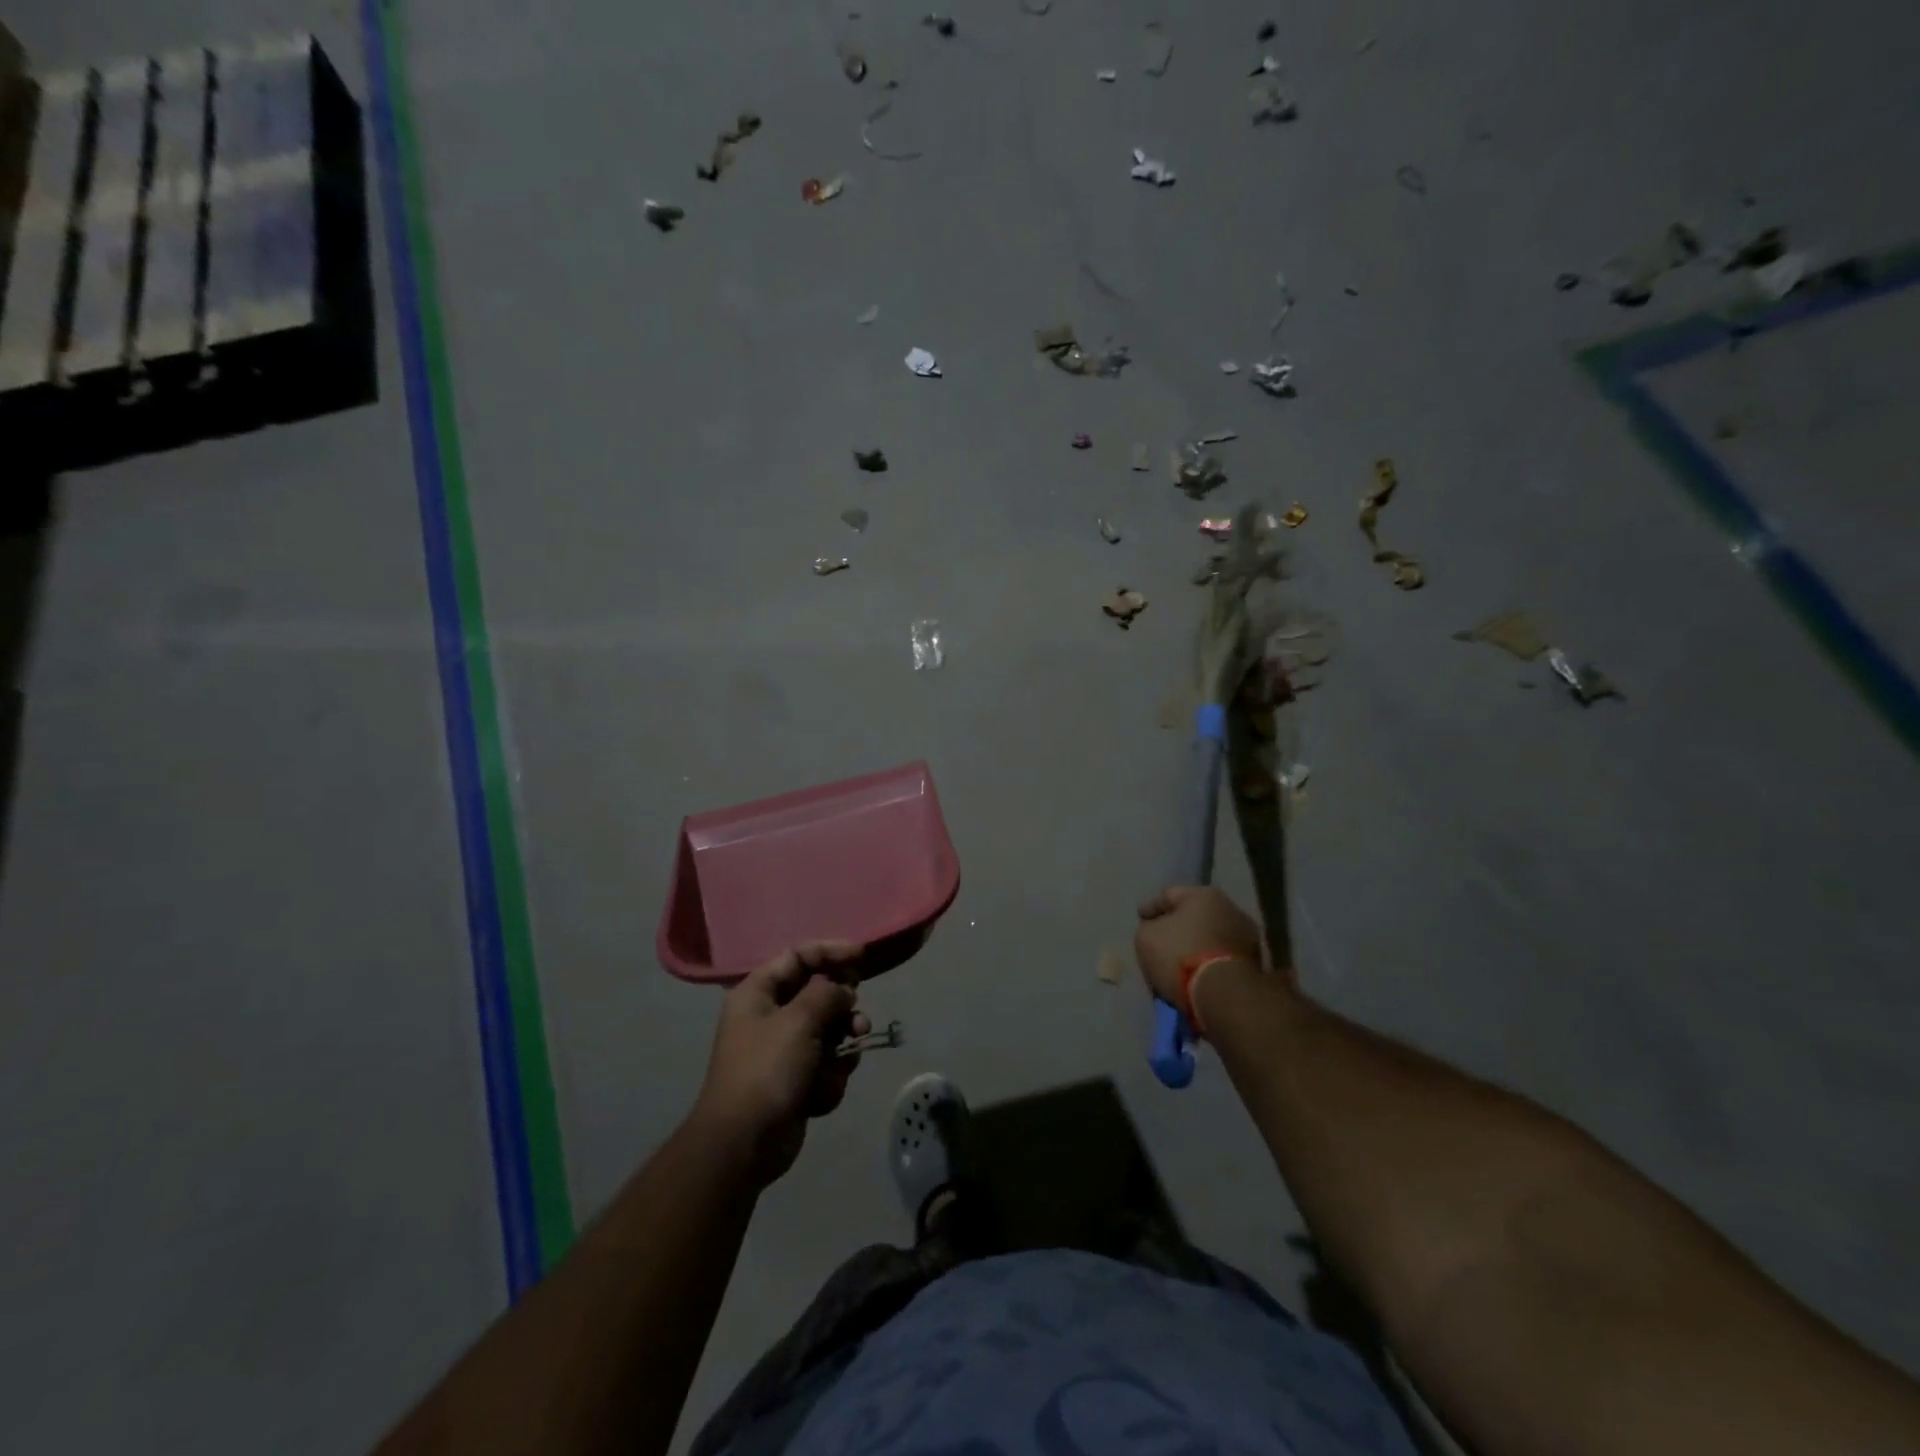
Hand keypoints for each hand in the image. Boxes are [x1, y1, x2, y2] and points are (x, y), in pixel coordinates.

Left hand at [691, 942, 869, 1186]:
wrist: (744, 1145)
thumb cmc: (766, 1071)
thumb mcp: (799, 1021)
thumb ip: (827, 993)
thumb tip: (842, 989)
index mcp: (758, 993)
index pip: (799, 956)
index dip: (831, 951)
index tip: (862, 956)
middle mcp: (769, 1016)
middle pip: (818, 994)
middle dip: (842, 1009)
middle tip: (856, 1020)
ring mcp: (783, 1050)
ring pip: (828, 1031)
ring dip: (841, 1047)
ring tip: (846, 1059)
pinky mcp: (796, 1080)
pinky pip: (826, 1064)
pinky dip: (829, 1077)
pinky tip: (820, 1094)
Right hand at [1134, 886, 1264, 1005]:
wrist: (1224, 995)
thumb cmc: (1179, 955)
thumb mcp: (1146, 937)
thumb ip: (1148, 927)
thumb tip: (1157, 929)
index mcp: (1203, 894)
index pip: (1169, 894)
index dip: (1151, 907)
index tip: (1140, 919)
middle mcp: (1230, 908)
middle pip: (1194, 915)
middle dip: (1177, 927)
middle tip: (1160, 941)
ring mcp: (1247, 936)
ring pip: (1210, 937)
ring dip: (1195, 946)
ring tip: (1178, 964)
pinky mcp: (1256, 964)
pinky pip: (1221, 958)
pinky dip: (1208, 963)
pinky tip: (1195, 976)